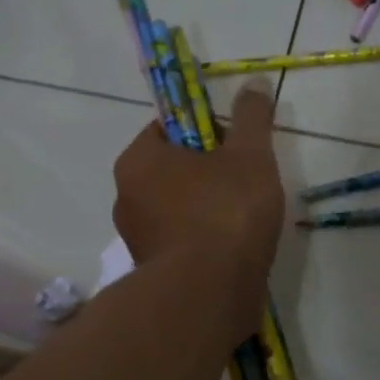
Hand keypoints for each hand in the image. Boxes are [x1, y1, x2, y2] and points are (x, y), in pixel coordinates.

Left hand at [113, 85, 284, 347]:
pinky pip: (182, 245)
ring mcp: (137, 241)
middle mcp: (126, 198)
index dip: (205, 132)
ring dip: (207, 211)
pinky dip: (204, 244)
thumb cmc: (225, 213)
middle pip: (172, 171)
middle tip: (247, 184)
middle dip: (208, 174)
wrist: (209, 294)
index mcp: (138, 161)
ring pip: (177, 211)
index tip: (236, 147)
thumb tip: (253, 84)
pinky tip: (233, 252)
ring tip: (246, 222)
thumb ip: (251, 119)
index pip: (167, 129)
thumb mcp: (249, 156)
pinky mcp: (153, 275)